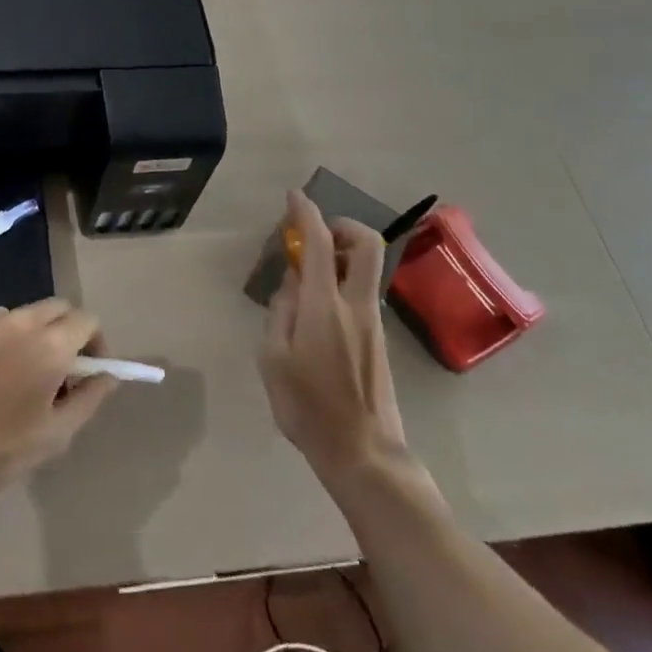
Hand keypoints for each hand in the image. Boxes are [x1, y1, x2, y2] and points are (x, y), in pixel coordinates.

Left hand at [0, 299, 119, 533]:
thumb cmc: (2, 453)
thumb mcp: (57, 433)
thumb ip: (90, 398)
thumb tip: (108, 375)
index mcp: (49, 345)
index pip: (87, 320)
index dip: (96, 343)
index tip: (90, 372)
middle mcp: (21, 321)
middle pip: (60, 308)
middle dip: (70, 332)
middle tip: (65, 372)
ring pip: (31, 313)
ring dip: (42, 332)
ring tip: (31, 374)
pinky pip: (3, 321)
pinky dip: (13, 336)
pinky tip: (1, 373)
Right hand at [260, 190, 409, 484]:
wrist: (364, 455)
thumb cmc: (308, 408)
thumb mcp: (273, 359)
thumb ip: (280, 312)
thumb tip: (292, 285)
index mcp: (325, 306)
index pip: (319, 242)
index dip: (305, 212)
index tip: (293, 196)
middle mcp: (356, 305)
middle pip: (366, 244)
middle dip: (342, 225)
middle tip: (314, 233)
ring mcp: (373, 322)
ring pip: (366, 268)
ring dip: (340, 254)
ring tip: (305, 275)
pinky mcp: (378, 339)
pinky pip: (361, 292)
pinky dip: (341, 280)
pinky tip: (315, 309)